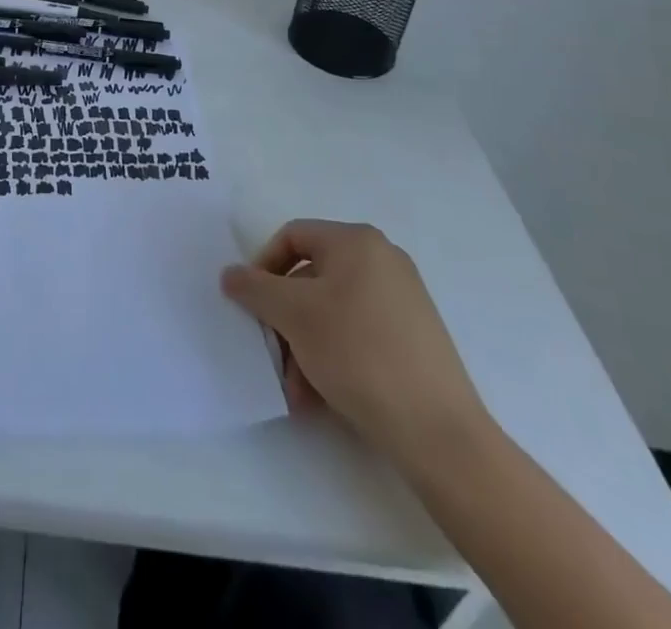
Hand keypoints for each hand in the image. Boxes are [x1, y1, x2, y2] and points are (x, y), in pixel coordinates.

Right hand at [221, 221, 490, 466]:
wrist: (439, 433)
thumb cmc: (358, 353)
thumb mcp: (293, 314)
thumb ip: (254, 288)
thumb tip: (231, 274)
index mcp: (357, 242)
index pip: (292, 237)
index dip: (263, 267)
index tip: (252, 306)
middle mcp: (383, 261)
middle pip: (311, 277)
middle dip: (284, 318)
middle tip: (272, 353)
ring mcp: (403, 300)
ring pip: (332, 312)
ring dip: (304, 345)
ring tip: (297, 390)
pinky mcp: (414, 338)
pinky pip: (357, 334)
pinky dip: (333, 357)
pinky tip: (321, 397)